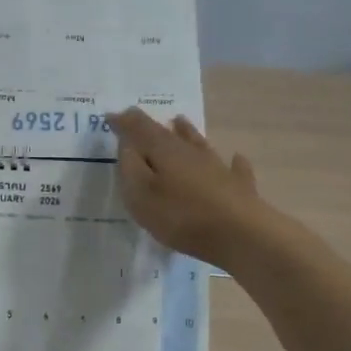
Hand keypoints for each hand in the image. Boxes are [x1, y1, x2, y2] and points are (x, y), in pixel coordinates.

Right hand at [108, 109, 265, 265]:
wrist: (239, 234)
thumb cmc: (182, 216)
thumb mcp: (141, 195)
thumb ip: (130, 166)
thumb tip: (127, 142)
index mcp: (165, 150)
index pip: (140, 128)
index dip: (124, 121)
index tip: (110, 117)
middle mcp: (192, 152)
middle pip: (170, 133)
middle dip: (153, 125)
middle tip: (141, 119)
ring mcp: (218, 167)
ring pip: (200, 144)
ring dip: (189, 132)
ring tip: (180, 121)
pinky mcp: (238, 186)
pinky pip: (234, 168)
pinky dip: (232, 162)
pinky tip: (236, 159)